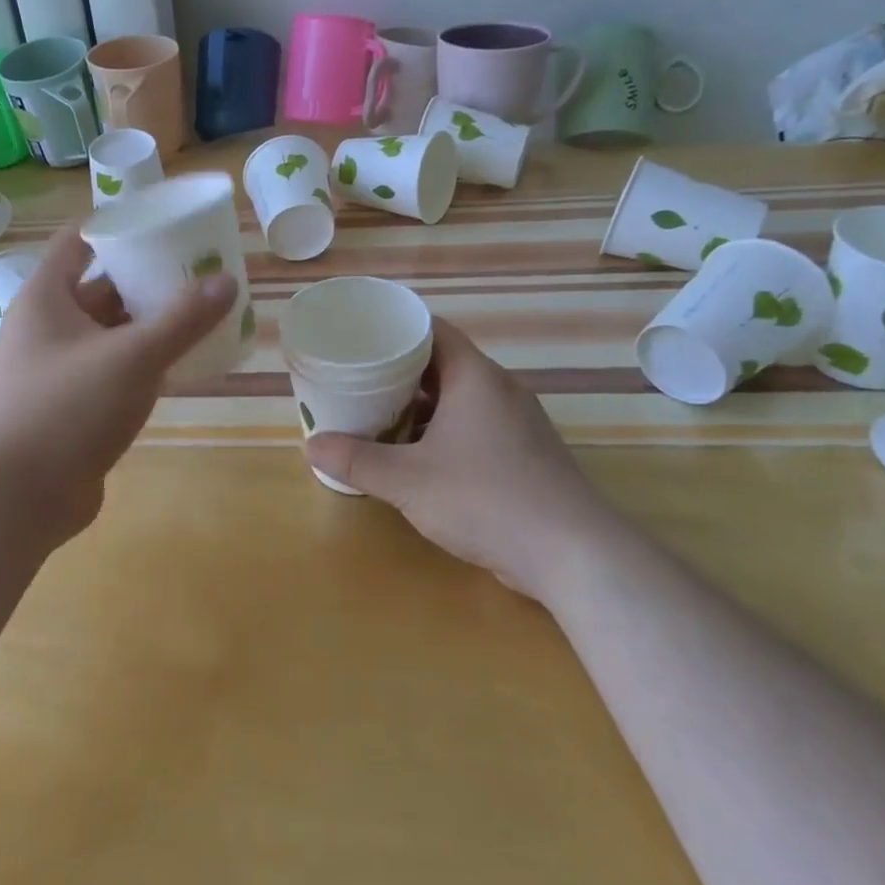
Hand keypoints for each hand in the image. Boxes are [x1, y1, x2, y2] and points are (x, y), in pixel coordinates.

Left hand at [0, 223, 236, 545]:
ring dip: (146, 323)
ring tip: (197, 313)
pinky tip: (177, 364)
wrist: (20, 495)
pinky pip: (109, 369)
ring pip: (107, 332)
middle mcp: (45, 327)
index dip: (118, 227)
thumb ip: (183, 319)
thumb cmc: (69, 408)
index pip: (79, 242)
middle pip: (99, 287)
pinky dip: (139, 362)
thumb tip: (227, 281)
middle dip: (145, 279)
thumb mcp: (134, 356)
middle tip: (195, 272)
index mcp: (47, 298)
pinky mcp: (68, 406)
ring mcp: (55, 369)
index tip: (164, 225)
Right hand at [304, 319, 621, 600]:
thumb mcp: (408, 481)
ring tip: (377, 417)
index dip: (395, 330)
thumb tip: (312, 445)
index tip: (359, 339)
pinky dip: (442, 432)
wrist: (573, 554)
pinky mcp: (525, 455)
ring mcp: (517, 424)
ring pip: (459, 399)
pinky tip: (416, 457)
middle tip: (356, 381)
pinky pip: (475, 427)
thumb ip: (357, 461)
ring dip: (420, 407)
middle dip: (398, 373)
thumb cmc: (485, 499)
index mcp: (475, 378)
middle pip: (442, 365)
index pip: (432, 331)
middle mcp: (500, 391)